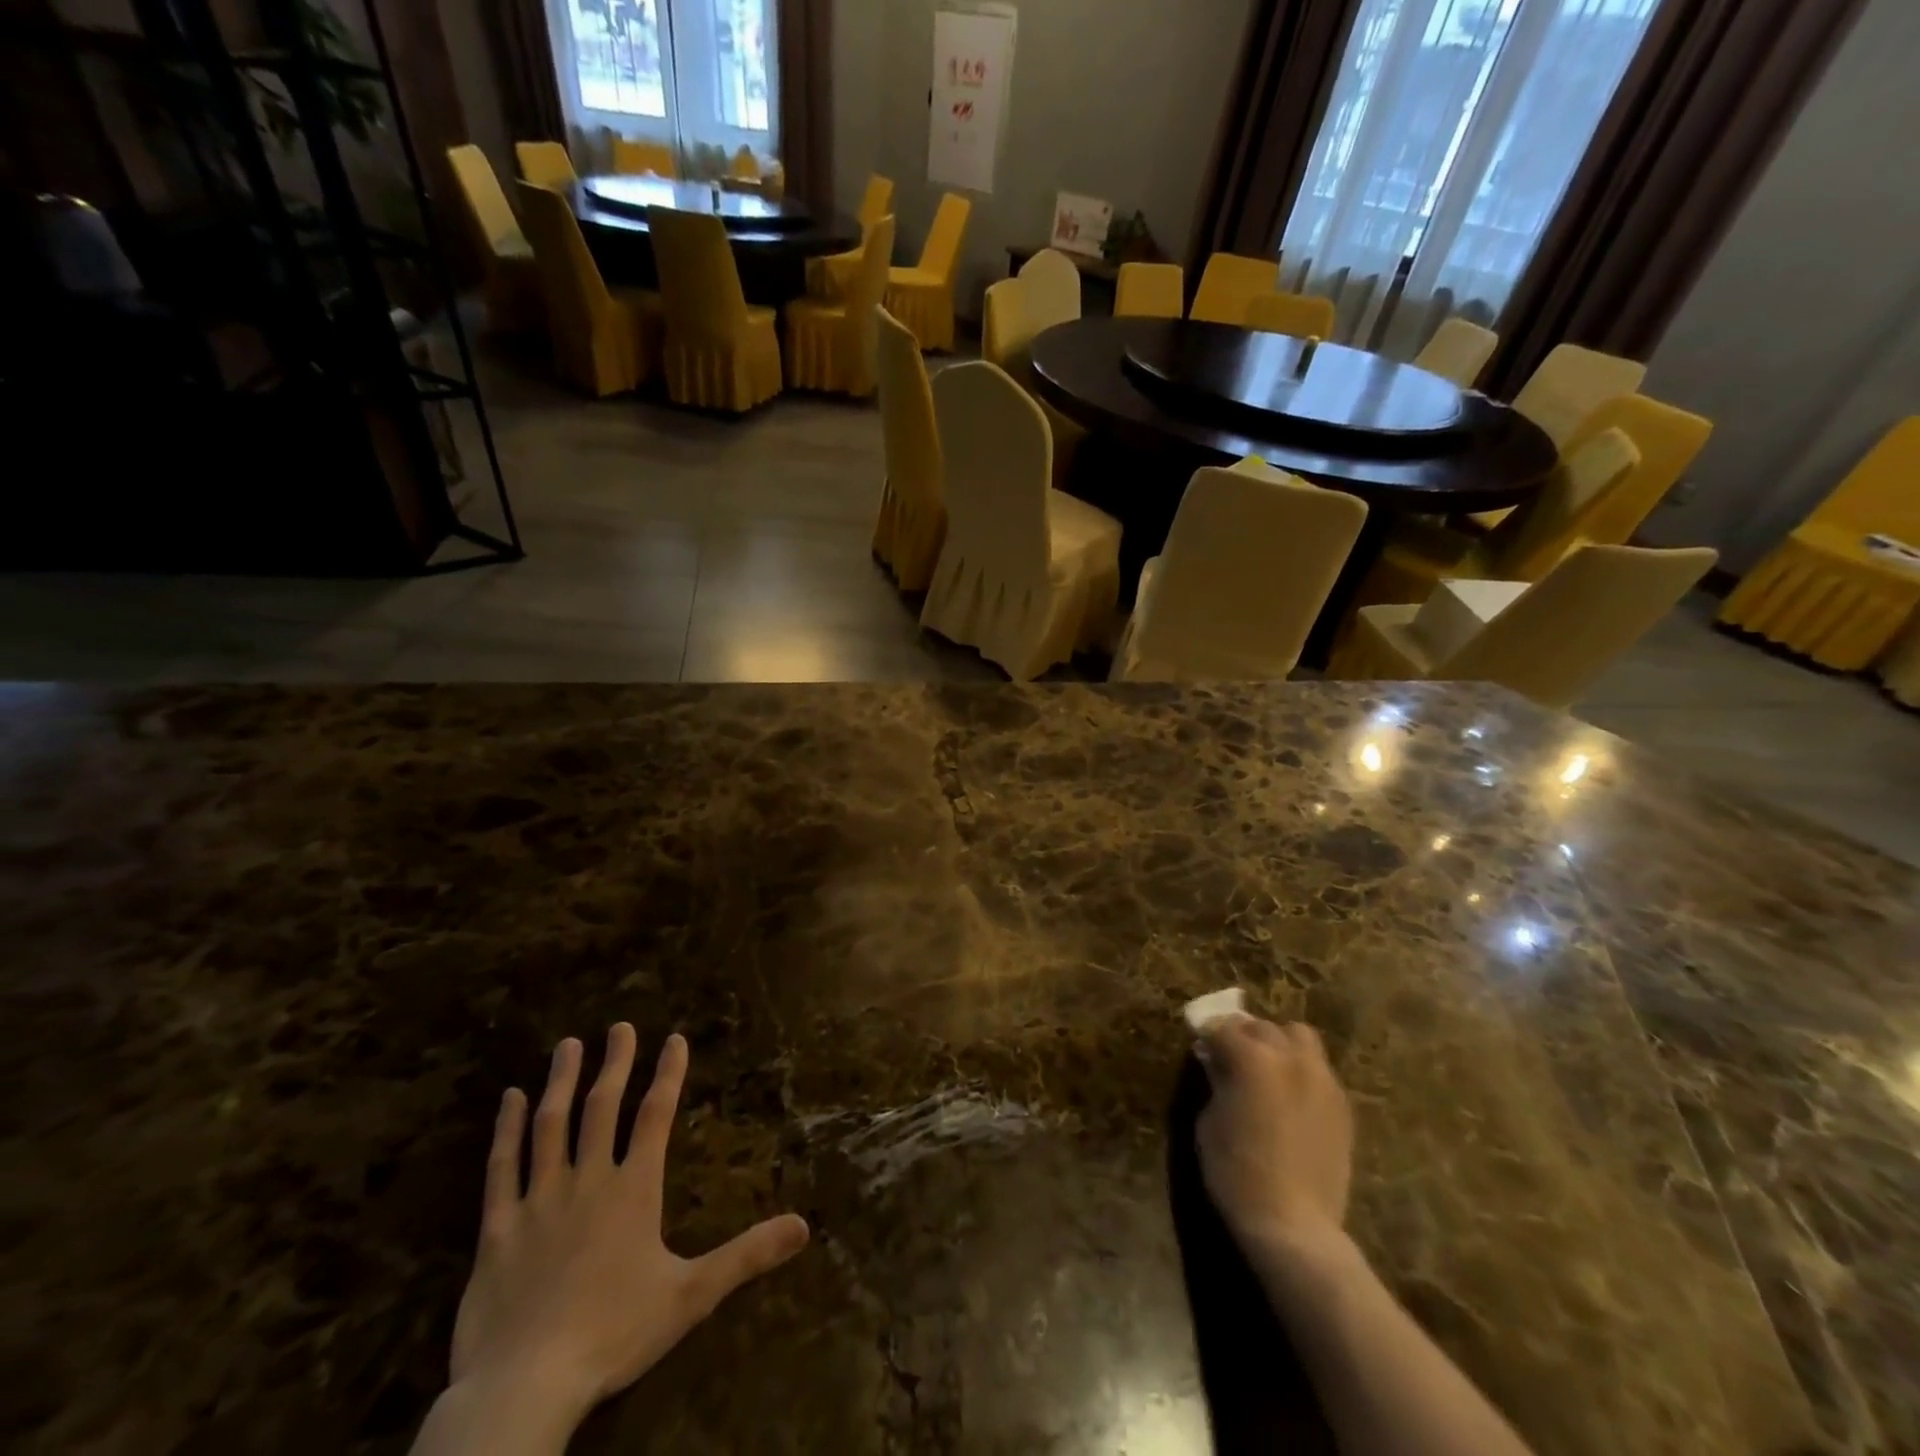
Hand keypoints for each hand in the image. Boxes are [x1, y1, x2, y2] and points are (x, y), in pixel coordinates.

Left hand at [445, 1025, 809, 1435]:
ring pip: (551, 1125)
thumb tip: (805, 1225)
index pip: (656, 1116)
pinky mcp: (497, 1228)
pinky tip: (509, 1100)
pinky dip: (505, 1130)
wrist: (525, 1386)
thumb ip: (747, 1254)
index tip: (674, 1038)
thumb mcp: (692, 1295)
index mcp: (634, 1189)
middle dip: (615, 1063)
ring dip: (561, 1082)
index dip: (668, 1074)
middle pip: (602, 1107)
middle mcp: (588, 1180)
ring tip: (568, 1045)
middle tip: (620, 1026)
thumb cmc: (614, 1333)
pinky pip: (501, 1168)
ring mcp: (539, 1200)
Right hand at [1194, 1017, 1352, 1257]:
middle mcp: (1290, 1057)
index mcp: (1252, 1058)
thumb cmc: (1237, 1173)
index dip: (1207, 1033)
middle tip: (1230, 1055)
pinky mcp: (1342, 1105)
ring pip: (1299, 1037)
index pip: (1222, 1027)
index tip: (1200, 1043)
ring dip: (1279, 1044)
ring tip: (1267, 1067)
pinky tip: (1289, 1095)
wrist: (1294, 1225)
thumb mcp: (1210, 1121)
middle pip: (1262, 1027)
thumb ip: (1216, 1081)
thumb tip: (1217, 1062)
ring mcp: (1322, 1079)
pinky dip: (1300, 1069)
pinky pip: (1318, 1069)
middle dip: (1243, 1035)